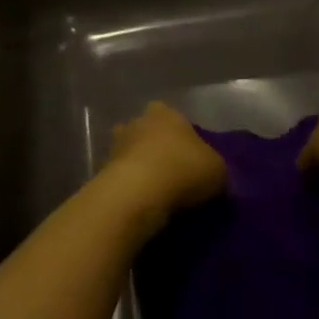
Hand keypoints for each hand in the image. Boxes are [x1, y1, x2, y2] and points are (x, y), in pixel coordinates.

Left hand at [105, 102, 224, 217]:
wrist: (137, 195)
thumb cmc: (183, 170)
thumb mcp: (218, 170)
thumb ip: (215, 167)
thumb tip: (213, 176)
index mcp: (166, 112)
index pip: (176, 118)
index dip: (185, 137)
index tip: (193, 158)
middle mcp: (137, 122)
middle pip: (149, 133)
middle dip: (157, 150)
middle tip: (174, 175)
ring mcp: (115, 146)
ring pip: (132, 155)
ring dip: (141, 170)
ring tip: (158, 195)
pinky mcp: (101, 173)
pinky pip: (122, 179)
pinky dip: (130, 190)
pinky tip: (143, 206)